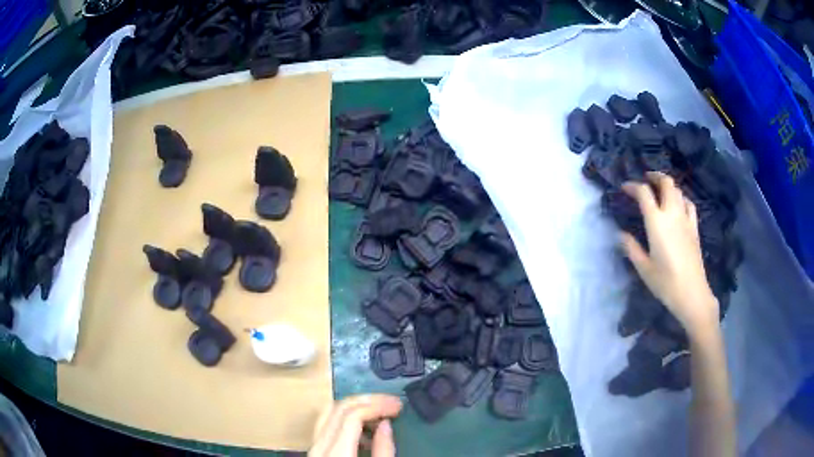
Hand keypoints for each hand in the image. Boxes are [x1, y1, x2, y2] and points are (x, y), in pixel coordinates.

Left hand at [308, 394, 402, 456]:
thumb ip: (383, 450)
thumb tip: (386, 423)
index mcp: (335, 451)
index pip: (352, 415)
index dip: (377, 406)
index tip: (398, 406)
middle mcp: (319, 444)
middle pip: (339, 408)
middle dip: (368, 400)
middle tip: (392, 402)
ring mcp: (312, 445)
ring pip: (329, 411)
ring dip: (356, 406)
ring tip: (380, 412)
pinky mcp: (314, 448)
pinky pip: (326, 424)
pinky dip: (345, 418)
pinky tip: (363, 428)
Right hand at [620, 172, 718, 335]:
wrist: (692, 293)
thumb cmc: (665, 282)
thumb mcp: (644, 268)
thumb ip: (631, 248)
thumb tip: (620, 234)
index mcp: (657, 222)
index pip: (644, 193)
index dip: (633, 186)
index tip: (625, 188)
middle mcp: (672, 214)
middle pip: (666, 183)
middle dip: (655, 176)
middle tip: (646, 179)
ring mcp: (686, 219)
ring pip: (678, 191)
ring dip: (668, 186)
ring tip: (660, 190)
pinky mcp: (695, 228)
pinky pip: (689, 204)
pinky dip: (682, 198)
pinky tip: (679, 205)